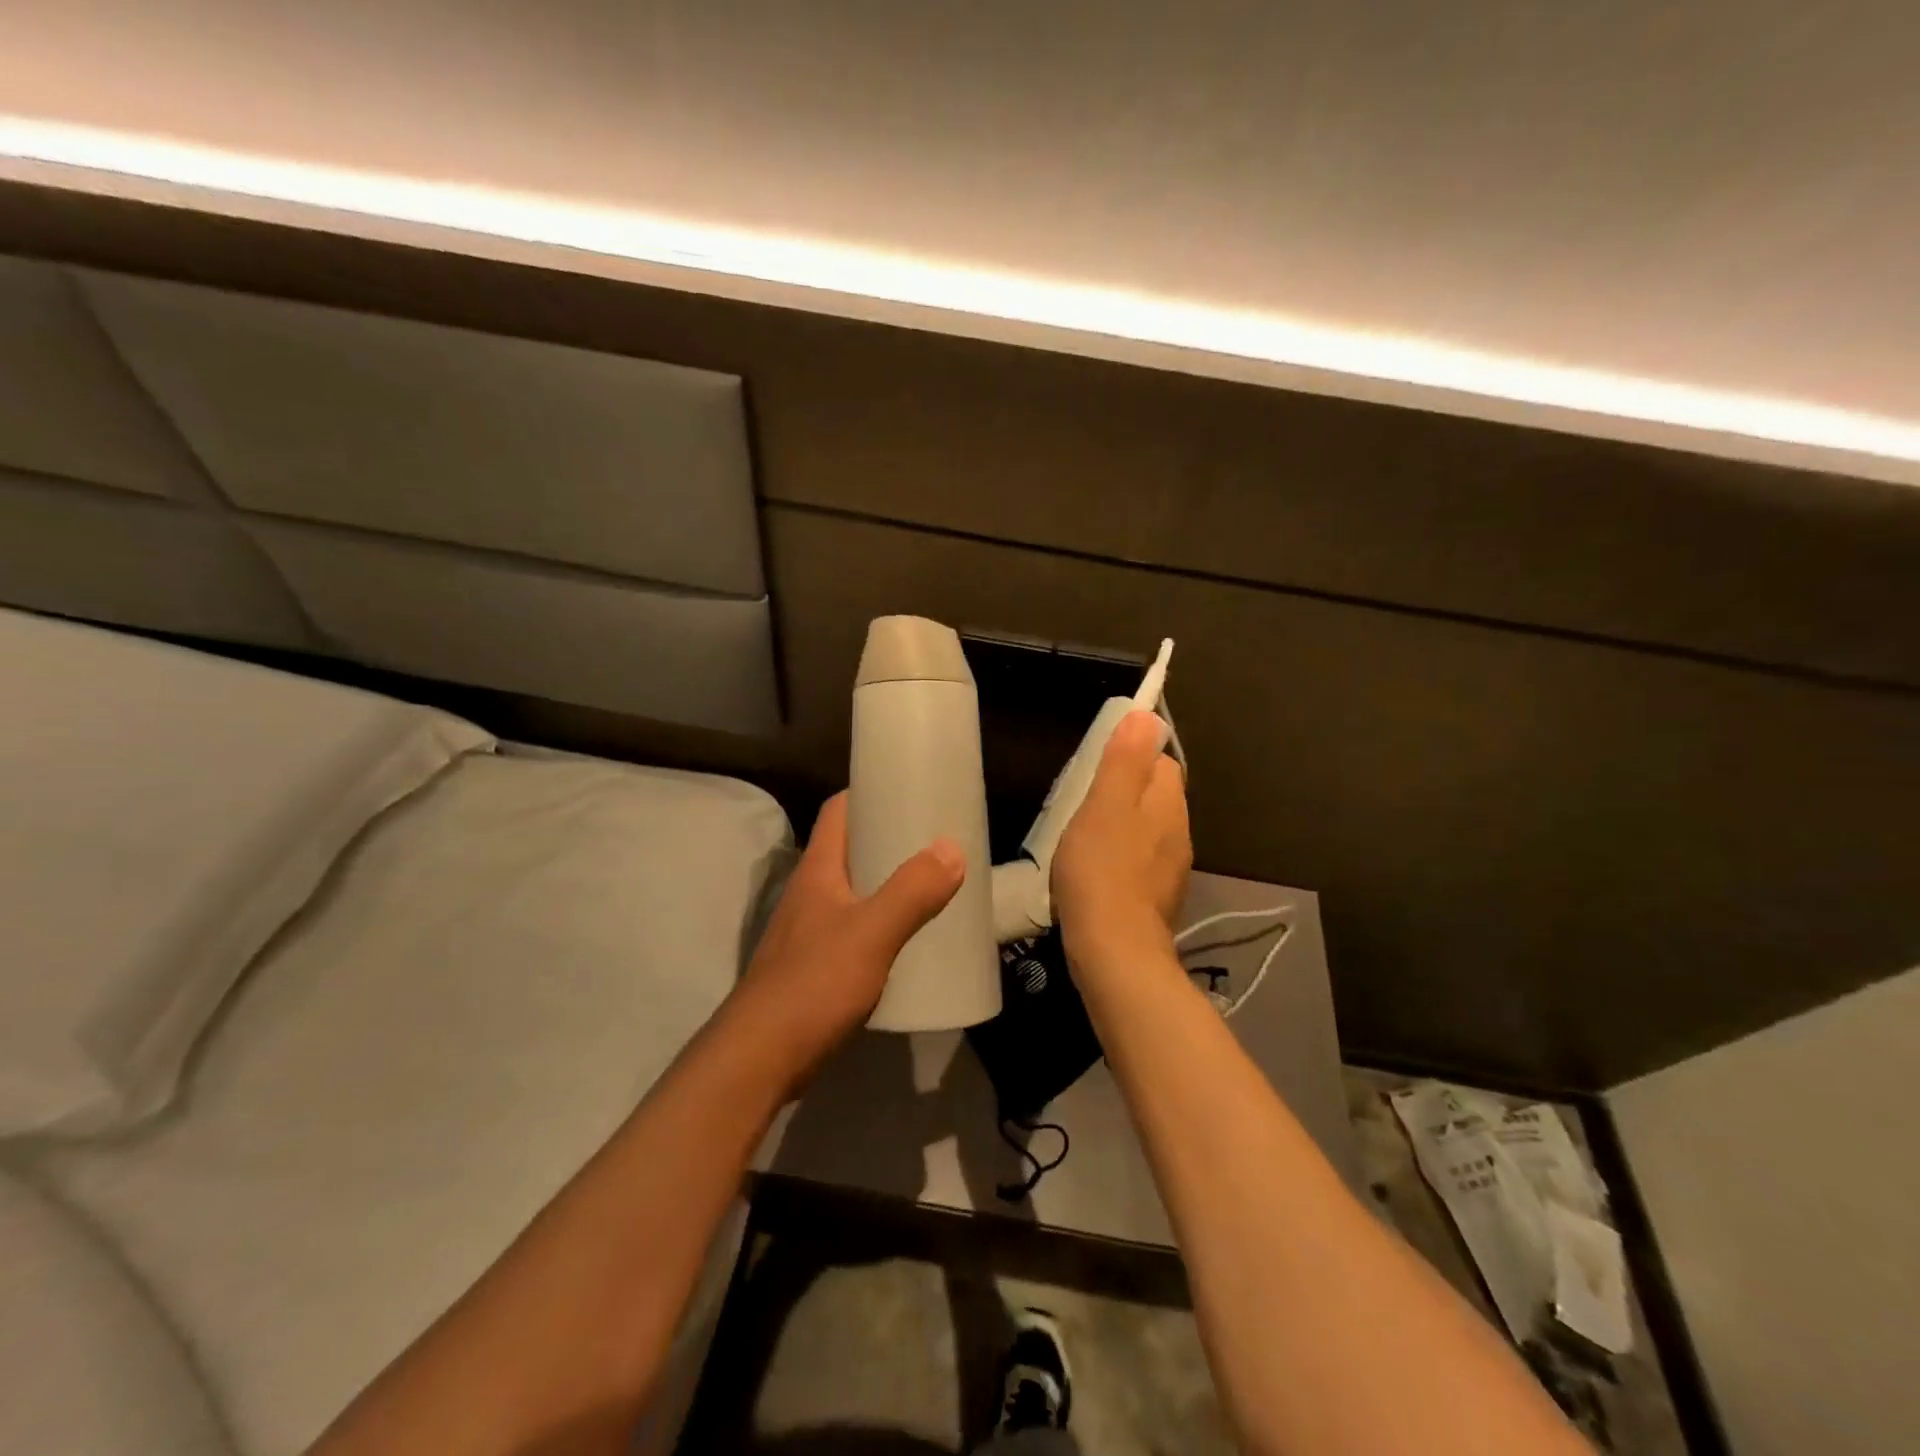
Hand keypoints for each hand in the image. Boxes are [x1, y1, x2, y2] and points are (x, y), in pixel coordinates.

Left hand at [724, 792, 963, 1092]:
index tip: (910, 791)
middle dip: (889, 840)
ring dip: (887, 883)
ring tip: (931, 884)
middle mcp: (810, 892)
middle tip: (935, 840)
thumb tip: (952, 847)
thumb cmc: (813, 984)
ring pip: (853, 890)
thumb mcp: (871, 932)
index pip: (838, 811)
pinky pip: (854, 928)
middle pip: (849, 849)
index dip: (870, 794)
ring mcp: (808, 931)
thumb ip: (912, 891)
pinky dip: (882, 922)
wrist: (760, 1059)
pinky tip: (907, 939)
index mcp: (818, 870)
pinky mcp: (814, 966)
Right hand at [1052, 711, 1191, 970]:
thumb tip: (1146, 715)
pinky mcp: (1157, 899)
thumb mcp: (1105, 804)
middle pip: (1157, 796)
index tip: (1099, 767)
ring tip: (1085, 836)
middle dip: (1127, 791)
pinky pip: (1141, 862)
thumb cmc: (1102, 869)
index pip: (1162, 761)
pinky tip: (1096, 872)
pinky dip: (1121, 858)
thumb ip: (1125, 760)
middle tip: (1086, 801)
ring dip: (1123, 826)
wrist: (1115, 951)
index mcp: (1167, 803)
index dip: (1133, 757)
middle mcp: (1179, 832)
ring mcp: (1171, 869)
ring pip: (1149, 830)